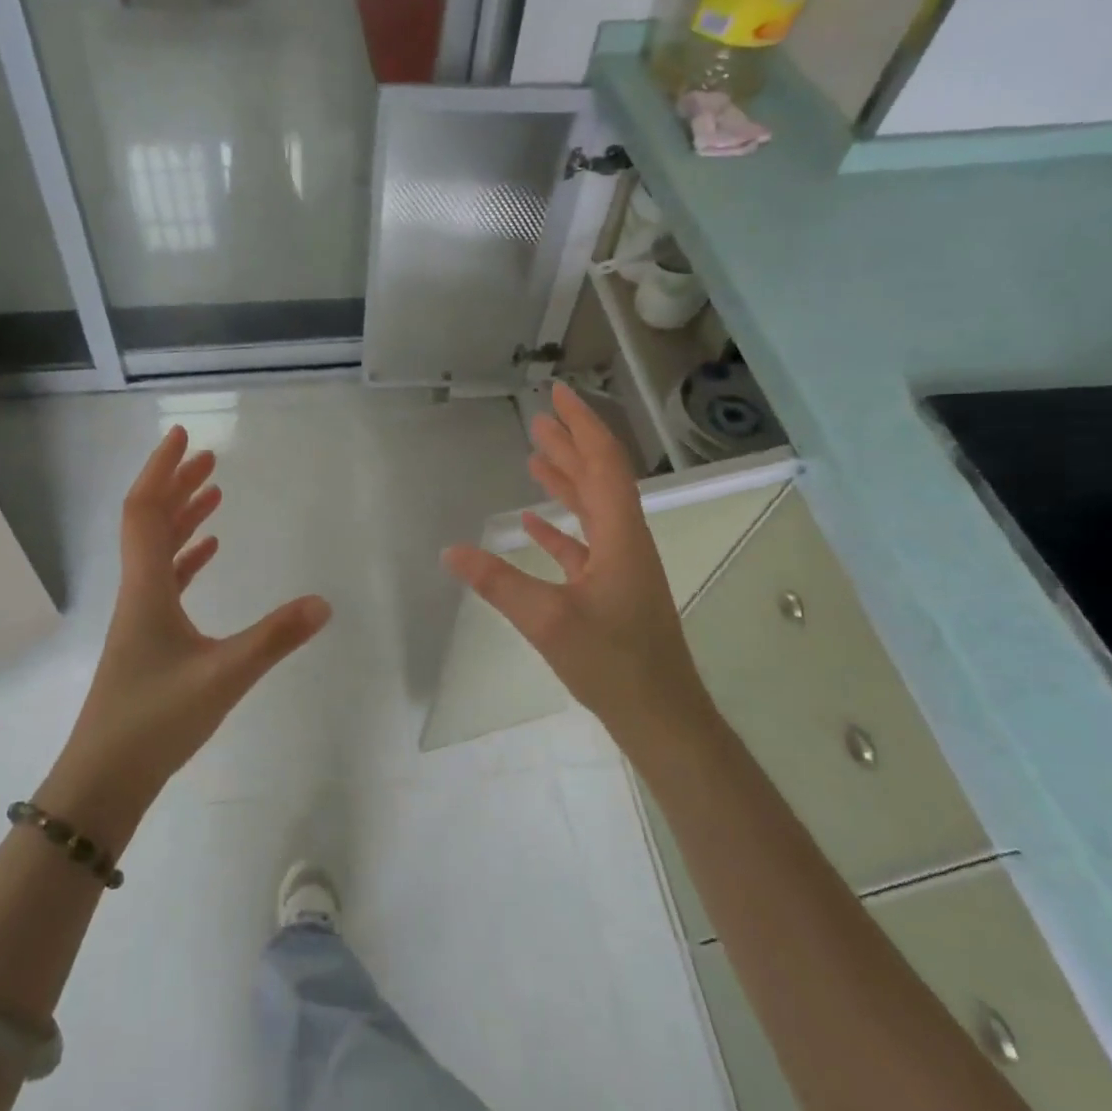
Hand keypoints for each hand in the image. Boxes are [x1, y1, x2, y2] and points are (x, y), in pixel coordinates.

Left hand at [41, 428, 331, 841]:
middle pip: (151, 521)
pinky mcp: (148, 639)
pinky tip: (209, 553)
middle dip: (177, 484)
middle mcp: (138, 592)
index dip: (162, 469)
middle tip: (210, 457)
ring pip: (159, 550)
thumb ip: (275, 638)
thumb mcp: (224, 676)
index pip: (146, 510)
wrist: (104, 780)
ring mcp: (140, 616)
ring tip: (214, 492)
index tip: (183, 436)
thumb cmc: (155, 721)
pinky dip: (187, 557)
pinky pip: (166, 580)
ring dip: (184, 517)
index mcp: (146, 587)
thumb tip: (324, 603)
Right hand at [441, 383, 712, 737]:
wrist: (661, 716)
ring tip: (535, 455)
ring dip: (566, 479)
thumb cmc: (613, 664)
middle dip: (570, 444)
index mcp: (620, 535)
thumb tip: (449, 551)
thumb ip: (498, 582)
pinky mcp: (611, 589)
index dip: (582, 425)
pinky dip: (560, 527)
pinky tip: (533, 521)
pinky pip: (584, 543)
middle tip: (539, 416)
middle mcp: (625, 540)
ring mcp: (620, 565)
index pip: (602, 464)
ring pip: (591, 508)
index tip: (558, 394)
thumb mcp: (548, 620)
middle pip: (598, 478)